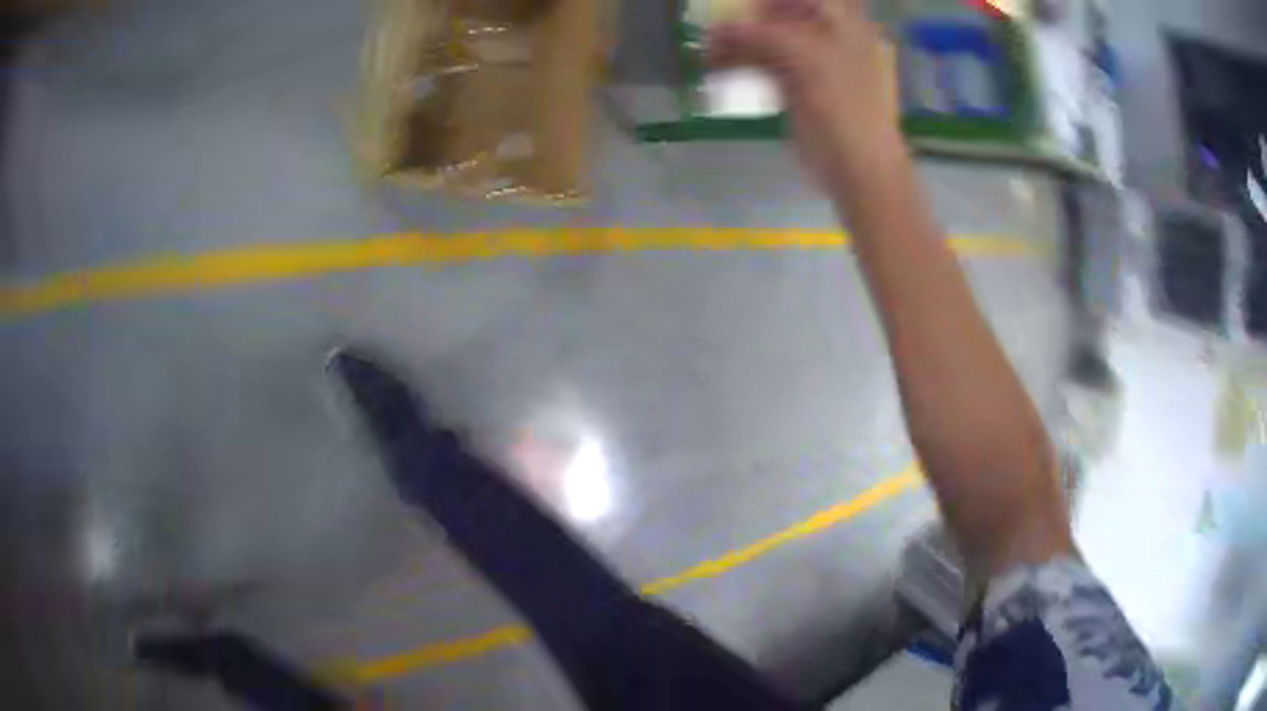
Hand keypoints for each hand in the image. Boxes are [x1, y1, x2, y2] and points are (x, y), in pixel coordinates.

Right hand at [708, 0, 902, 190]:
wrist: (858, 167)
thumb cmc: (843, 107)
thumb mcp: (803, 58)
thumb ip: (757, 35)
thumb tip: (713, 29)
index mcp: (842, 21)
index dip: (770, 1)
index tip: (737, 6)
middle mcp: (829, 34)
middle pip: (780, 12)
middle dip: (746, 18)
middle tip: (714, 27)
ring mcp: (813, 61)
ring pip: (768, 37)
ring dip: (736, 41)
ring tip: (706, 51)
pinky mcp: (798, 86)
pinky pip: (764, 63)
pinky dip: (741, 63)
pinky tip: (716, 67)